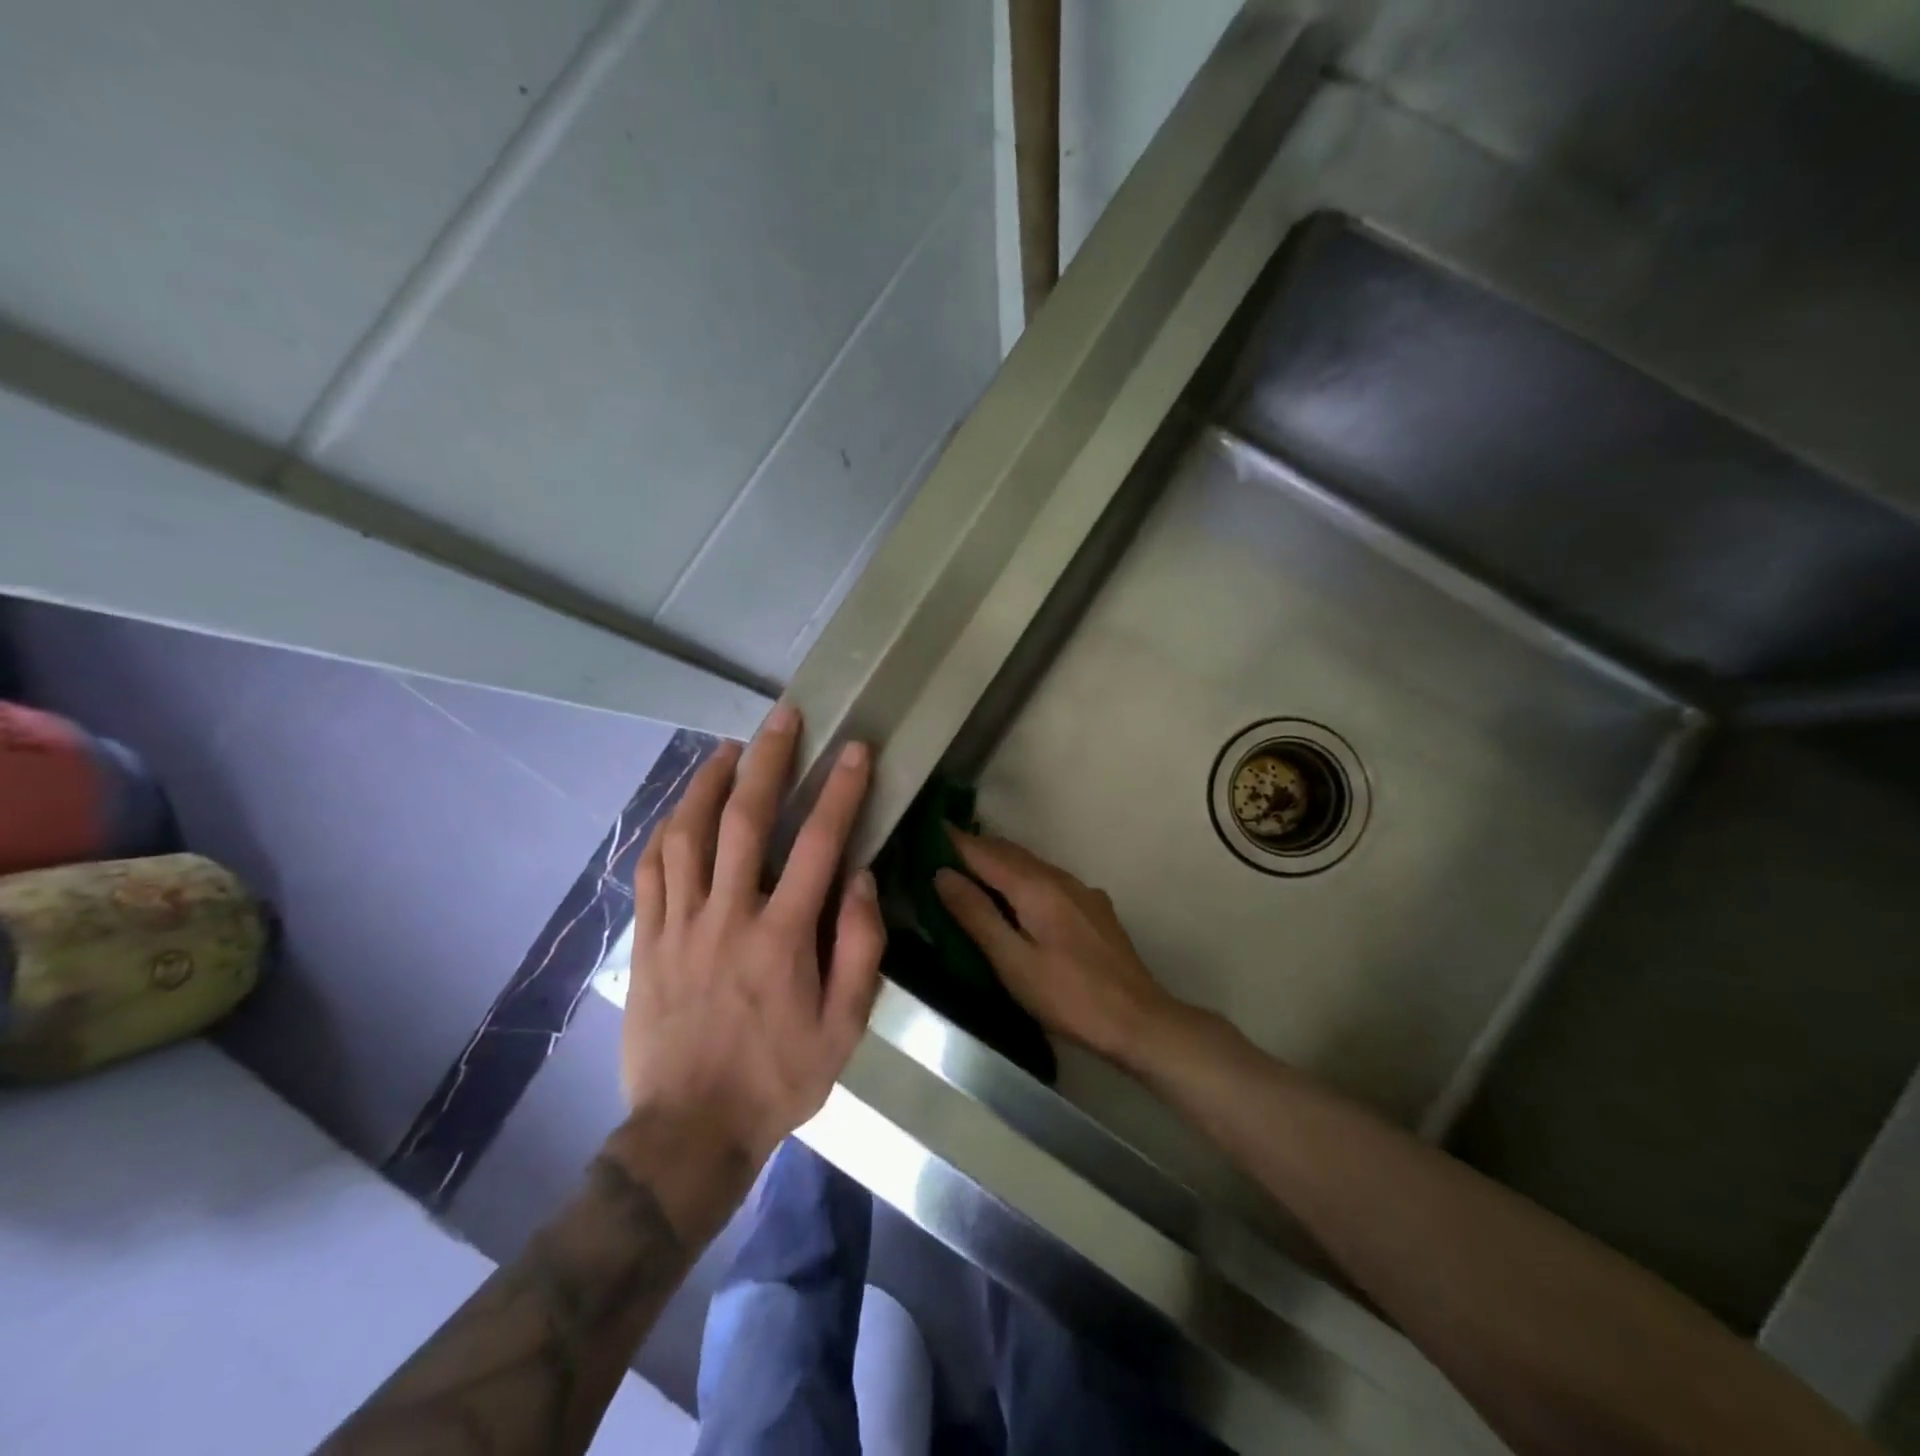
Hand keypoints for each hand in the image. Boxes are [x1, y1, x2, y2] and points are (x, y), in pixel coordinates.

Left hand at [624, 703, 884, 1164]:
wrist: (689, 1131)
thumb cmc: (778, 1078)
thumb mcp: (844, 1027)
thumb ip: (858, 947)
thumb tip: (859, 877)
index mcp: (783, 937)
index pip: (819, 844)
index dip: (839, 790)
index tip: (854, 750)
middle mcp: (729, 916)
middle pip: (745, 820)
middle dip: (768, 761)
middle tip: (782, 718)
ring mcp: (680, 925)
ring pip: (687, 834)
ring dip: (708, 782)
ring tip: (728, 748)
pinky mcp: (648, 941)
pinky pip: (650, 871)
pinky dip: (665, 829)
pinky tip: (679, 808)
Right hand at [934, 832, 1177, 1066]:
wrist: (1138, 1020)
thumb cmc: (1068, 996)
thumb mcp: (1012, 962)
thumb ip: (977, 915)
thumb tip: (943, 874)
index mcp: (1036, 887)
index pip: (986, 853)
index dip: (956, 841)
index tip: (930, 828)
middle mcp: (1060, 878)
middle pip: (1010, 853)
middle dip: (977, 847)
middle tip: (943, 848)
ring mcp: (1082, 892)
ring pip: (1032, 864)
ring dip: (1000, 861)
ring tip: (973, 868)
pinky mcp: (1094, 909)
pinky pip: (1050, 879)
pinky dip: (1024, 877)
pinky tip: (1020, 896)